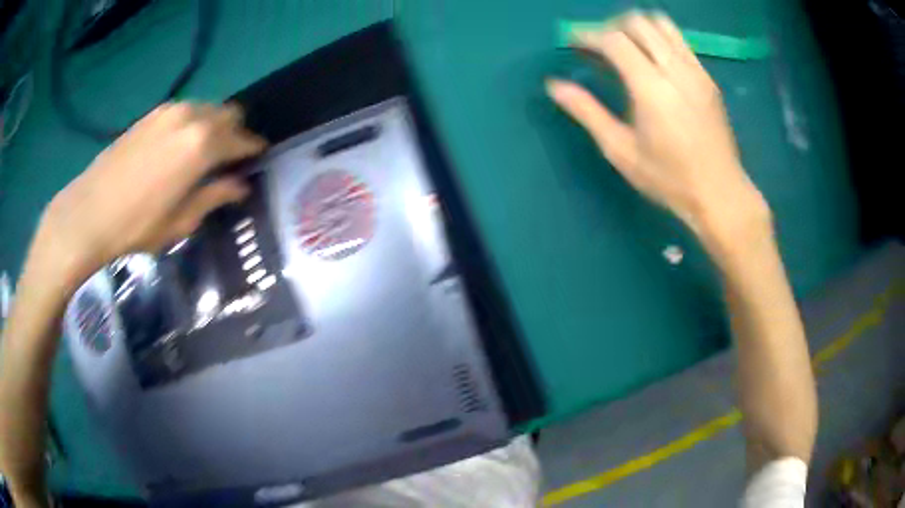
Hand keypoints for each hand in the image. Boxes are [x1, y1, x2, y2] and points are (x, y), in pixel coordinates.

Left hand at [36, 102, 265, 287]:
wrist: (89, 211)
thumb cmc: (137, 225)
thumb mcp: (181, 220)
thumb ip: (214, 196)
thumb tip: (239, 185)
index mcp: (202, 145)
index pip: (241, 139)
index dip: (253, 148)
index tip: (258, 156)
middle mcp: (191, 118)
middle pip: (228, 114)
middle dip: (235, 133)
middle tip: (230, 157)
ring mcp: (169, 111)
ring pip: (207, 108)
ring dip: (213, 125)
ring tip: (204, 152)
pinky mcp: (152, 114)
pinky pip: (185, 110)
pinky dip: (193, 123)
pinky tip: (179, 146)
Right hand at [546, 12, 770, 256]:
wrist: (720, 193)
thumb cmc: (669, 179)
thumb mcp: (621, 151)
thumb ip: (587, 112)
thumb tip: (554, 85)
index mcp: (651, 88)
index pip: (615, 40)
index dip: (589, 35)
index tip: (574, 42)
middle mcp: (676, 70)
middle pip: (638, 22)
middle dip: (611, 26)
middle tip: (598, 45)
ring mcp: (696, 71)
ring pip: (662, 24)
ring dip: (637, 27)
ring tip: (624, 47)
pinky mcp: (708, 78)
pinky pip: (679, 41)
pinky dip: (658, 38)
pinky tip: (651, 60)